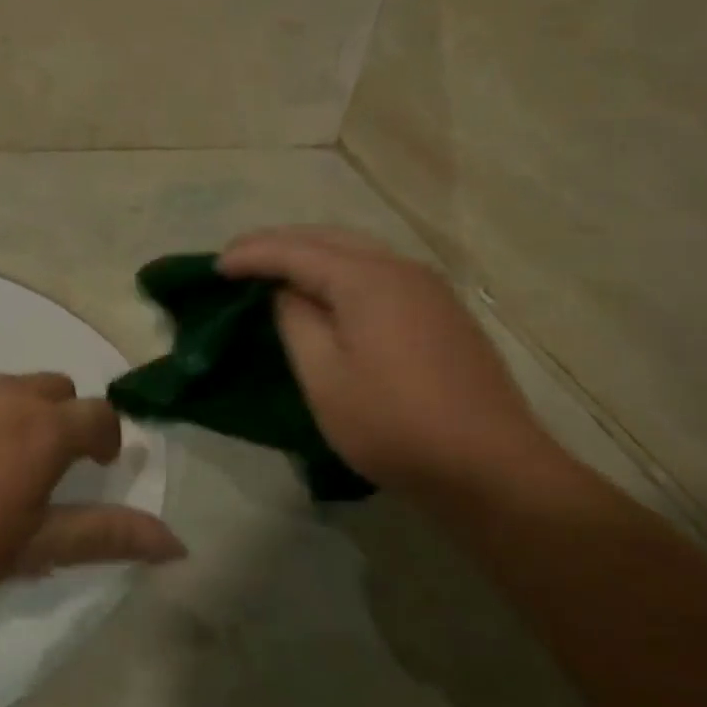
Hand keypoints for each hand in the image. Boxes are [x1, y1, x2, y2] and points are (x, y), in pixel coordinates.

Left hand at [0, 374, 185, 597]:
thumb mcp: (29, 549)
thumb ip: (102, 537)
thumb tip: (176, 541)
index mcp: (43, 429)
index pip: (100, 415)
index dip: (108, 438)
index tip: (99, 465)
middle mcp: (8, 393)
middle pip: (58, 390)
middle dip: (67, 420)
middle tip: (47, 467)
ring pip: (11, 387)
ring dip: (20, 415)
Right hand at [220, 228, 558, 490]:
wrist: (491, 468)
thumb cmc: (394, 424)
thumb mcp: (324, 377)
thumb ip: (296, 321)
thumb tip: (287, 292)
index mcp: (366, 278)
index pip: (295, 250)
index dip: (252, 255)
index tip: (215, 266)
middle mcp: (400, 268)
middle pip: (328, 238)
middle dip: (280, 243)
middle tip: (240, 260)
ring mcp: (428, 288)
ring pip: (357, 251)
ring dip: (313, 254)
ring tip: (277, 271)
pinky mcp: (443, 311)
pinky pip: (379, 272)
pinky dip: (342, 271)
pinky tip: (330, 293)